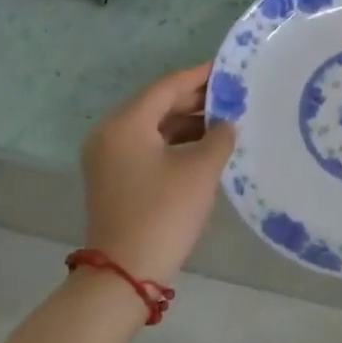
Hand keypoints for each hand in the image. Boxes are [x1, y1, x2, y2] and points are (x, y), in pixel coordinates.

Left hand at [80, 65, 236, 284]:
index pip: (167, 86)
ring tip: (226, 119)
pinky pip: (147, 146)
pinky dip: (174, 142)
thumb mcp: (200, 171)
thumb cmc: (163, 214)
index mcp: (126, 123)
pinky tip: (204, 146)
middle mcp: (110, 133)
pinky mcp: (114, 178)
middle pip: (157, 104)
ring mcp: (108, 157)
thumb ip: (219, 137)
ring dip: (187, 122)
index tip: (229, 68)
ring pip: (153, 126)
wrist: (124, 274)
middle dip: (195, 99)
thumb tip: (227, 124)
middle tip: (233, 93)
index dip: (200, 76)